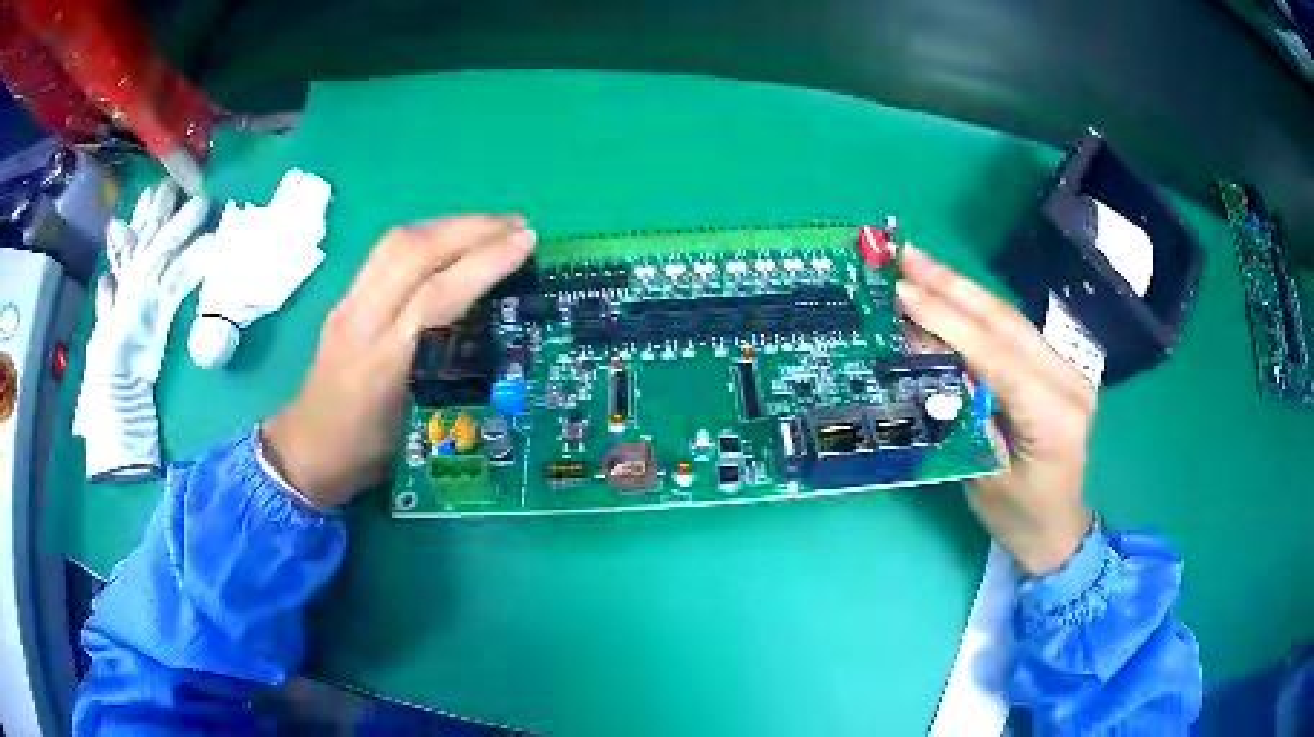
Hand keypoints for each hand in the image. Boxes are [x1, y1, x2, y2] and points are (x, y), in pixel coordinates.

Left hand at [262, 216, 535, 507]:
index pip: (436, 296)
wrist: (308, 450)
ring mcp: (347, 305)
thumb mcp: (421, 425)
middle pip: (413, 253)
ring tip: (490, 226)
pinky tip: (449, 240)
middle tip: (518, 225)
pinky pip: (385, 251)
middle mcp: (362, 322)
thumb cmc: (369, 453)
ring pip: (396, 242)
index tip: (527, 242)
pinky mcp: (343, 299)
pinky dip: (426, 234)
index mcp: (384, 364)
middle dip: (471, 229)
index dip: (484, 263)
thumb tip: (496, 330)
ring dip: (448, 224)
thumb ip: (452, 374)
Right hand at [896, 246, 1095, 575]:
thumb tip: (925, 356)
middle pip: (1005, 323)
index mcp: (1054, 415)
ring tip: (919, 263)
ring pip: (1009, 319)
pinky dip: (977, 311)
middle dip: (952, 286)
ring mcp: (1067, 370)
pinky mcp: (1057, 369)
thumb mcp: (983, 475)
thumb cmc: (1019, 518)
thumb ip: (961, 412)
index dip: (947, 319)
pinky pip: (1013, 333)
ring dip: (962, 290)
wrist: (1058, 530)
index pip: (995, 355)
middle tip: (906, 256)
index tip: (902, 291)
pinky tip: (951, 294)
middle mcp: (1068, 380)